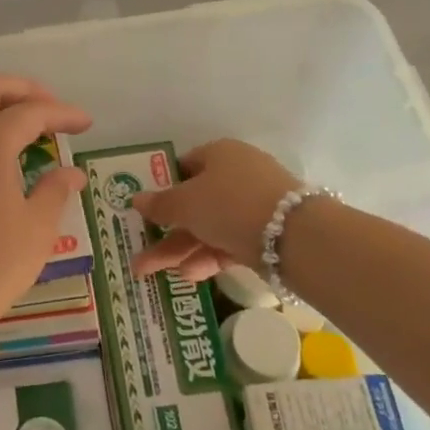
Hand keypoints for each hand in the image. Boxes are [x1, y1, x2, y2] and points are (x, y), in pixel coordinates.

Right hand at [129, 139, 297, 278]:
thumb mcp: (186, 203)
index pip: (184, 167)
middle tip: (139, 252)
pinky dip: (208, 256)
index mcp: (219, 154)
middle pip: (194, 202)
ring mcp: (253, 205)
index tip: (145, 210)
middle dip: (164, 230)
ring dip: (180, 248)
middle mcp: (237, 175)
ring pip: (209, 226)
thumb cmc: (229, 204)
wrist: (293, 235)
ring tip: (151, 273)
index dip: (162, 188)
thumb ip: (160, 204)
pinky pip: (228, 242)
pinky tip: (189, 275)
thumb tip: (136, 199)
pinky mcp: (265, 234)